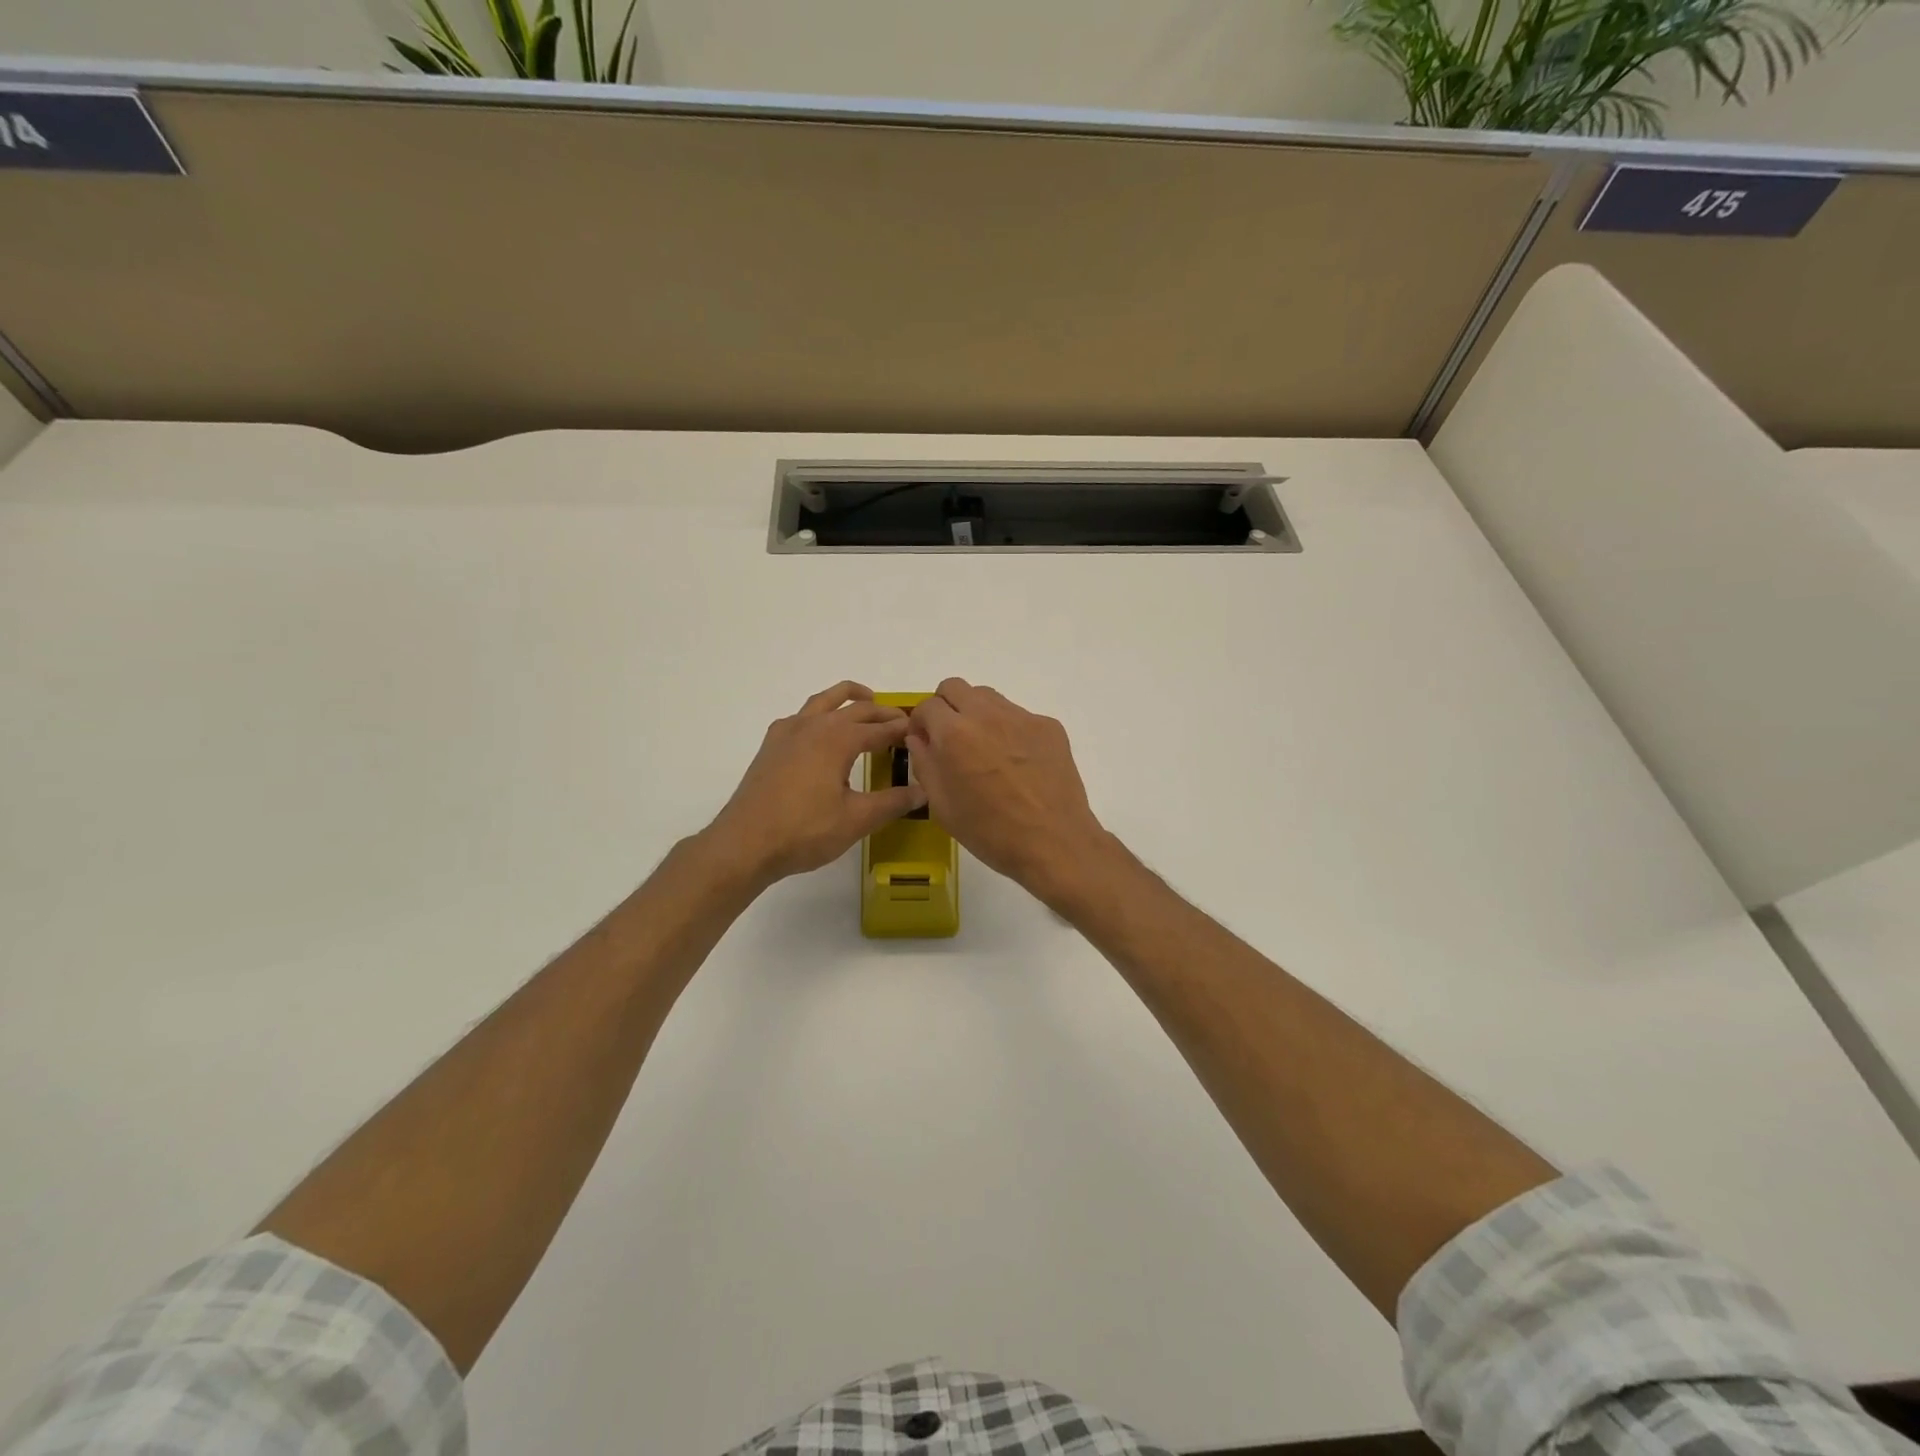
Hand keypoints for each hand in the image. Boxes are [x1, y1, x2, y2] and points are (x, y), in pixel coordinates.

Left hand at [703, 682, 925, 890]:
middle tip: (902, 721)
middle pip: (855, 709)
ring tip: (866, 700)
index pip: (880, 728)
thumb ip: (892, 802)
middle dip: (881, 713)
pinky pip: (801, 716)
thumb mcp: (856, 819)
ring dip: (848, 697)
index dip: (902, 729)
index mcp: (838, 739)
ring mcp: (788, 733)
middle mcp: (814, 726)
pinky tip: (821, 731)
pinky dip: (819, 713)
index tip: (921, 731)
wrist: (745, 843)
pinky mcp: (771, 746)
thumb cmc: (804, 831)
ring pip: (824, 701)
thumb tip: (924, 791)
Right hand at [906, 679, 1112, 901]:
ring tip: (984, 750)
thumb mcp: (942, 806)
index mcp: (954, 733)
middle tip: (950, 738)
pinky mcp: (1049, 726)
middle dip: (946, 707)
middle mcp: (987, 714)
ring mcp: (1021, 717)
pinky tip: (1017, 764)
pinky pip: (1018, 716)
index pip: (926, 706)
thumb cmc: (990, 832)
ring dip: (977, 714)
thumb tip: (920, 739)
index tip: (926, 742)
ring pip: (988, 697)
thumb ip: (925, 764)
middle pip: (955, 687)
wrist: (1053, 842)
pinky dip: (1009, 730)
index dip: (921, 723)